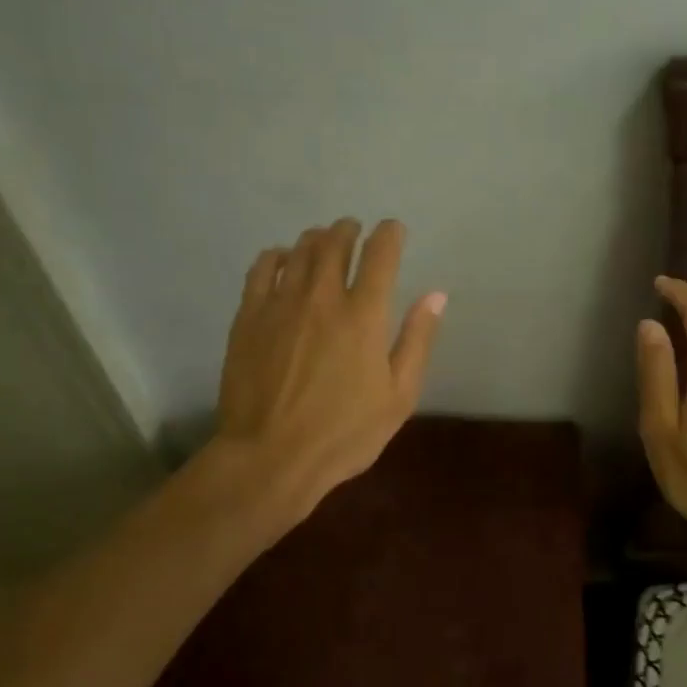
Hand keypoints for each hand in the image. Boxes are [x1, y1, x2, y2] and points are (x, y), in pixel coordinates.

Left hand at [211, 217, 443, 519]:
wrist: (271, 456)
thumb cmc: (345, 433)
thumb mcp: (399, 396)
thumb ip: (417, 340)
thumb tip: (436, 295)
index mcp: (365, 315)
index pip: (381, 254)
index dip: (390, 234)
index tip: (394, 230)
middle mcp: (323, 297)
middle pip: (336, 242)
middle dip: (350, 230)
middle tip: (355, 231)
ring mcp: (281, 303)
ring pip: (300, 250)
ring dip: (317, 239)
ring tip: (324, 242)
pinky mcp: (249, 316)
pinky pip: (263, 269)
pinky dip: (278, 256)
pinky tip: (283, 261)